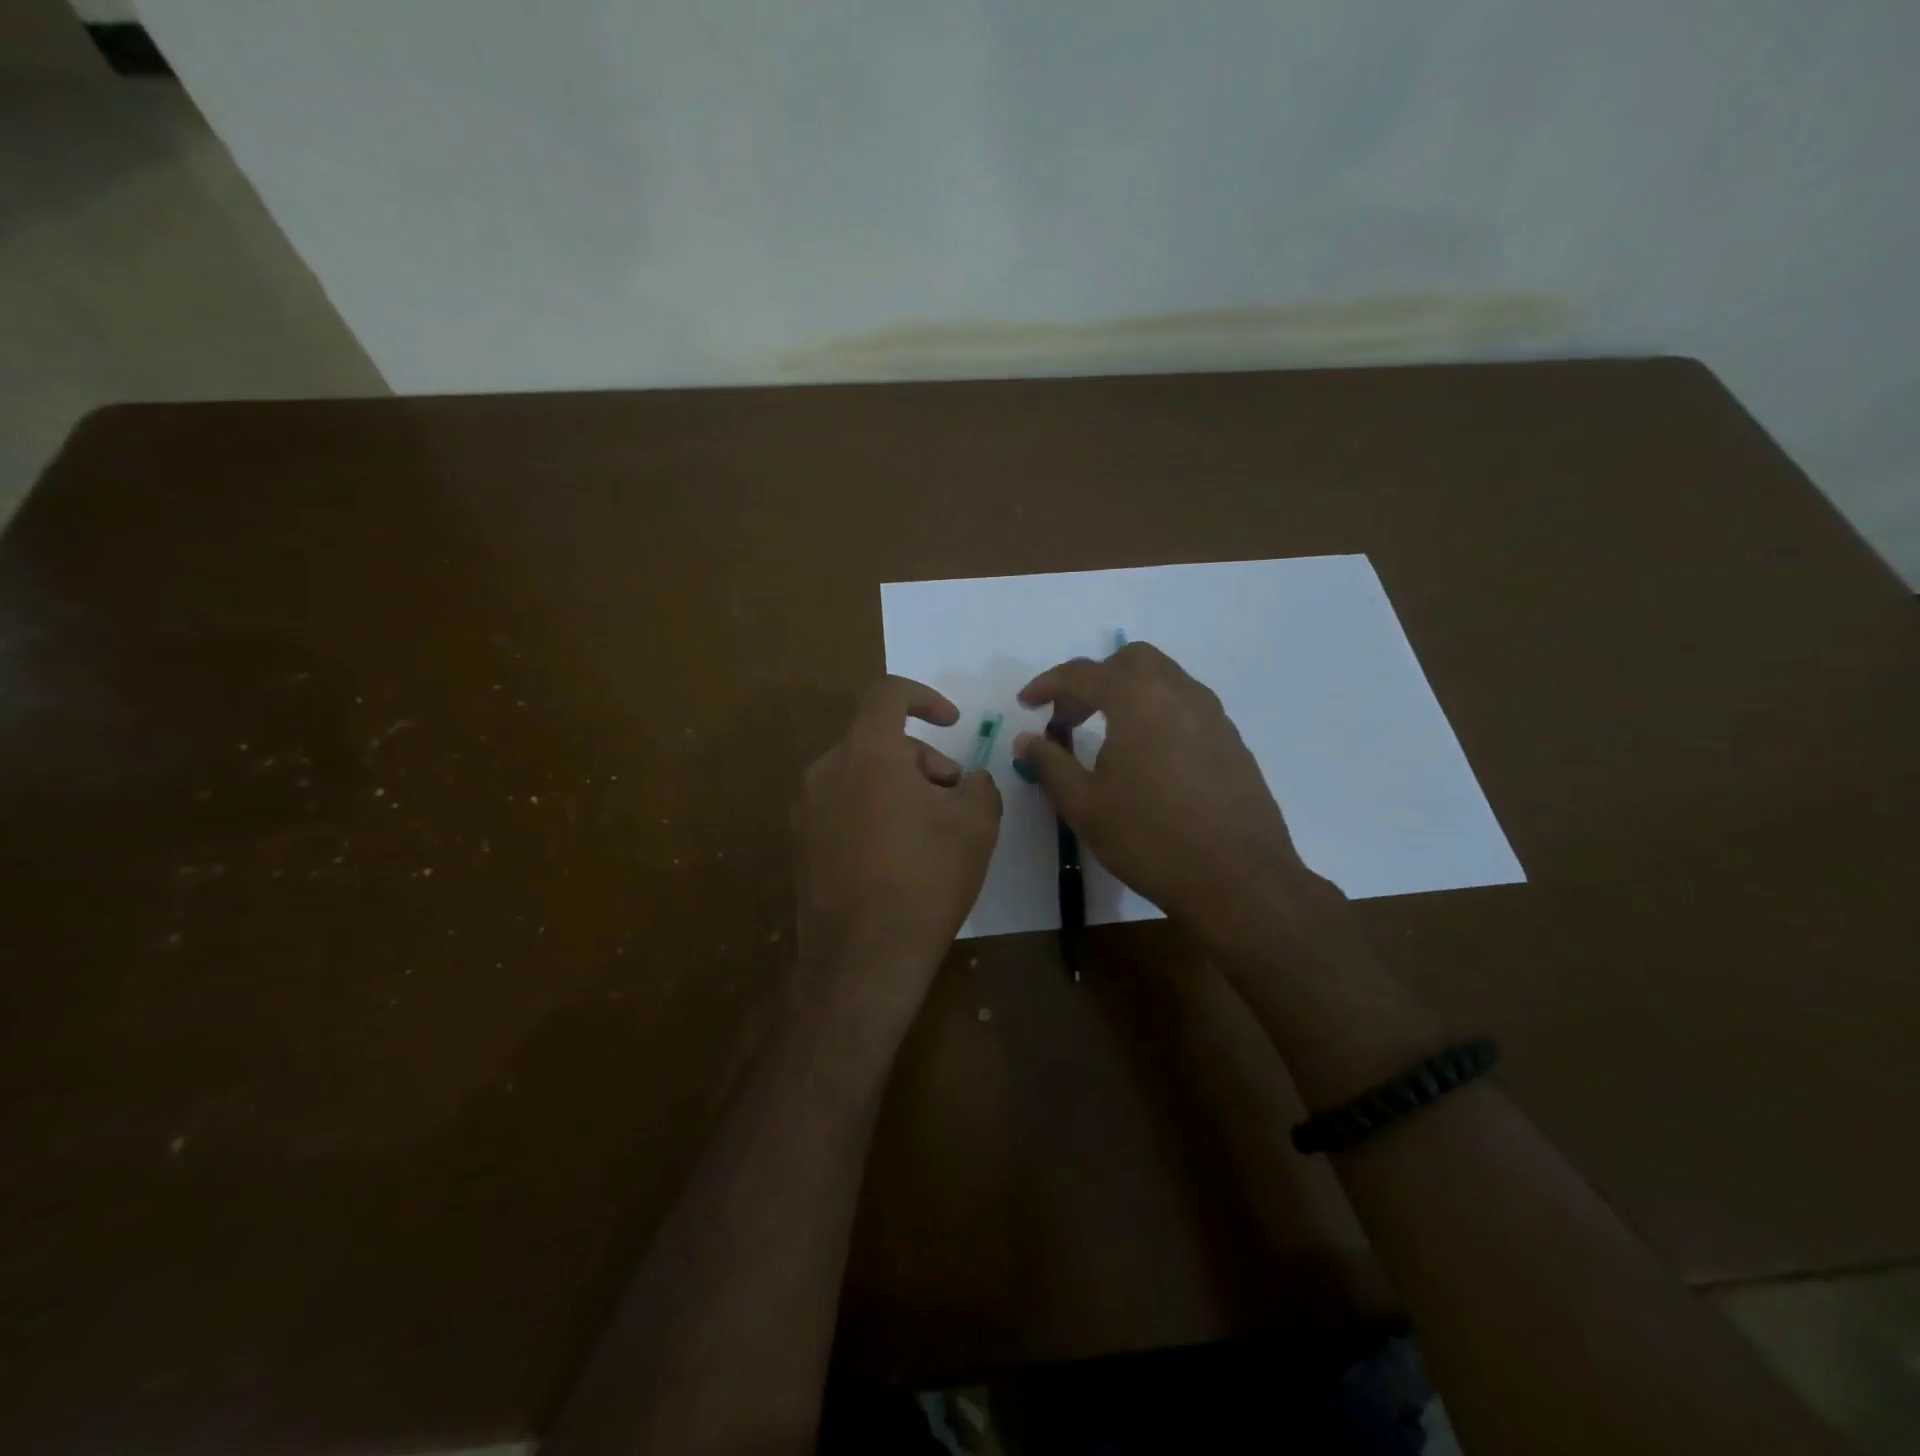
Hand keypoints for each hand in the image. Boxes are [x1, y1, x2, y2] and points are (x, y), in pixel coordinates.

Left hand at [794, 676, 1001, 1024]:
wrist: (862, 958)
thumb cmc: (926, 880)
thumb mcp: (977, 825)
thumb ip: (979, 785)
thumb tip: (967, 781)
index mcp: (867, 752)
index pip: (888, 694)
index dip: (925, 697)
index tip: (952, 723)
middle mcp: (826, 770)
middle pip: (877, 740)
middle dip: (920, 758)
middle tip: (952, 796)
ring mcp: (805, 809)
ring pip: (859, 774)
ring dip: (897, 786)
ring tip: (927, 831)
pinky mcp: (799, 843)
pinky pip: (841, 806)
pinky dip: (871, 811)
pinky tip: (894, 856)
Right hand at [1014, 642, 1342, 952]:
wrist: (1238, 879)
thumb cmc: (1149, 838)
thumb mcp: (1084, 805)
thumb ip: (1050, 764)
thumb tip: (1025, 740)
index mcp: (1138, 699)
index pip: (1083, 673)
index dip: (1048, 684)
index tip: (1026, 704)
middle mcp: (1179, 692)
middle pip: (1130, 661)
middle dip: (1093, 680)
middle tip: (1069, 718)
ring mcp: (1212, 715)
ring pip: (1163, 679)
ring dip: (1127, 693)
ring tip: (1106, 736)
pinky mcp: (1232, 740)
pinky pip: (1186, 706)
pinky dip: (1156, 713)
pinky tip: (1147, 758)